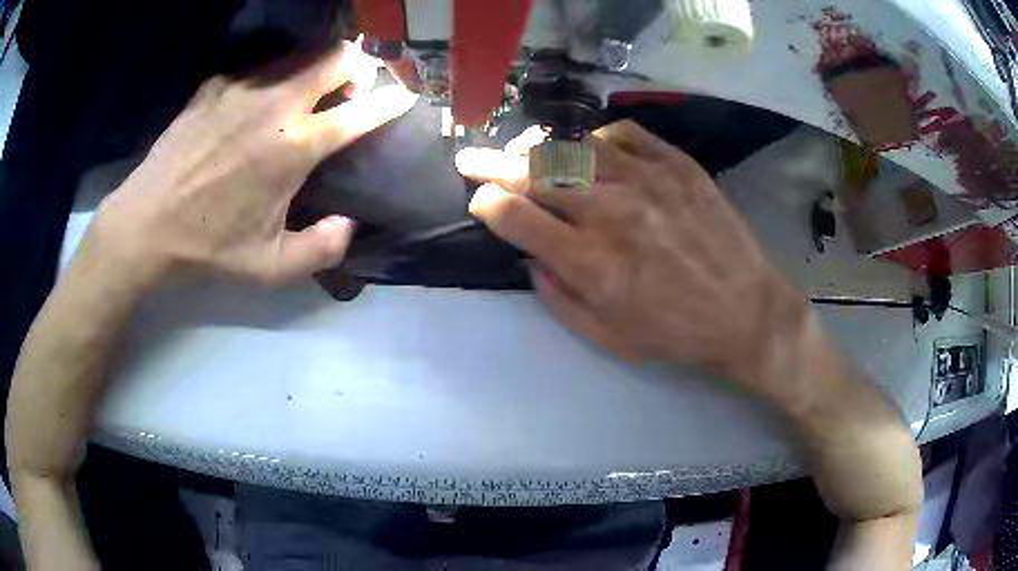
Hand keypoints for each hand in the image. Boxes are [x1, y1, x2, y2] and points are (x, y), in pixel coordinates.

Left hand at [90, 40, 416, 286]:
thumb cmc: (208, 247)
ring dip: (317, 65)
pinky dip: (274, 75)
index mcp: (294, 149)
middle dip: (357, 66)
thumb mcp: (269, 269)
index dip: (390, 102)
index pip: (360, 113)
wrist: (146, 224)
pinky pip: (260, 65)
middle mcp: (276, 105)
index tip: (403, 97)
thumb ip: (321, 251)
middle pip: (337, 57)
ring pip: (301, 52)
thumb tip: (350, 224)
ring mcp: (244, 87)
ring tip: (310, 88)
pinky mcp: (216, 84)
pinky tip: (259, 99)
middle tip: (351, 88)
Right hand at [456, 121, 811, 391]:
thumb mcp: (607, 337)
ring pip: (572, 148)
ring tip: (523, 152)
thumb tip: (530, 255)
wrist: (746, 311)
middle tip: (474, 158)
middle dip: (492, 165)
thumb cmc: (676, 333)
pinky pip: (622, 134)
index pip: (513, 214)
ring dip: (538, 149)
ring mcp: (646, 180)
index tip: (479, 202)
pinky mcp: (677, 165)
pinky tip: (590, 152)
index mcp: (590, 262)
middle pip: (532, 173)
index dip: (485, 203)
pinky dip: (595, 140)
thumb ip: (557, 296)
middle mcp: (611, 211)